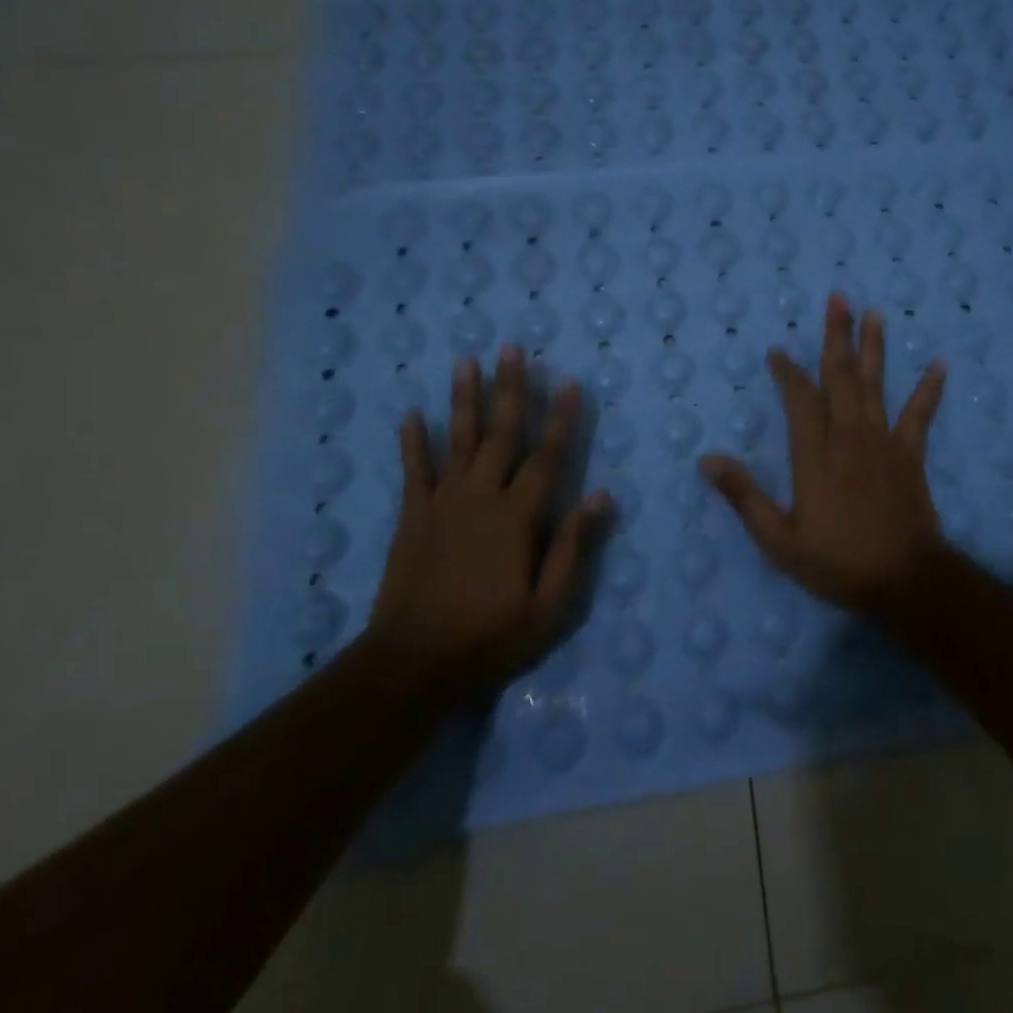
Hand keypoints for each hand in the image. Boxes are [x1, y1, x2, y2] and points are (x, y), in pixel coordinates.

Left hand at [371, 347, 611, 696]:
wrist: (412, 664)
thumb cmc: (490, 637)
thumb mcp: (549, 607)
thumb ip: (574, 548)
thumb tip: (602, 497)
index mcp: (518, 518)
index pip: (546, 457)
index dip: (560, 418)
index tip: (568, 381)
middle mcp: (481, 498)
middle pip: (499, 434)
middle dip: (509, 389)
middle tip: (512, 348)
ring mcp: (442, 504)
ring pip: (457, 440)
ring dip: (463, 400)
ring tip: (466, 362)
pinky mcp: (412, 517)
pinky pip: (413, 471)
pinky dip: (412, 442)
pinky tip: (411, 414)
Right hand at [700, 295, 947, 611]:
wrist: (904, 582)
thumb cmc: (838, 563)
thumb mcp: (779, 540)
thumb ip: (745, 497)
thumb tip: (707, 460)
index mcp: (815, 456)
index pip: (799, 400)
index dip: (788, 372)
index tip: (778, 352)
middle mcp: (849, 438)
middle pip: (840, 377)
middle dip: (837, 336)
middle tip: (838, 298)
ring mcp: (883, 443)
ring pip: (875, 385)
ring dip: (874, 348)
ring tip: (875, 314)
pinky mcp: (910, 455)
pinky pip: (920, 415)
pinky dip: (929, 389)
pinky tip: (939, 364)